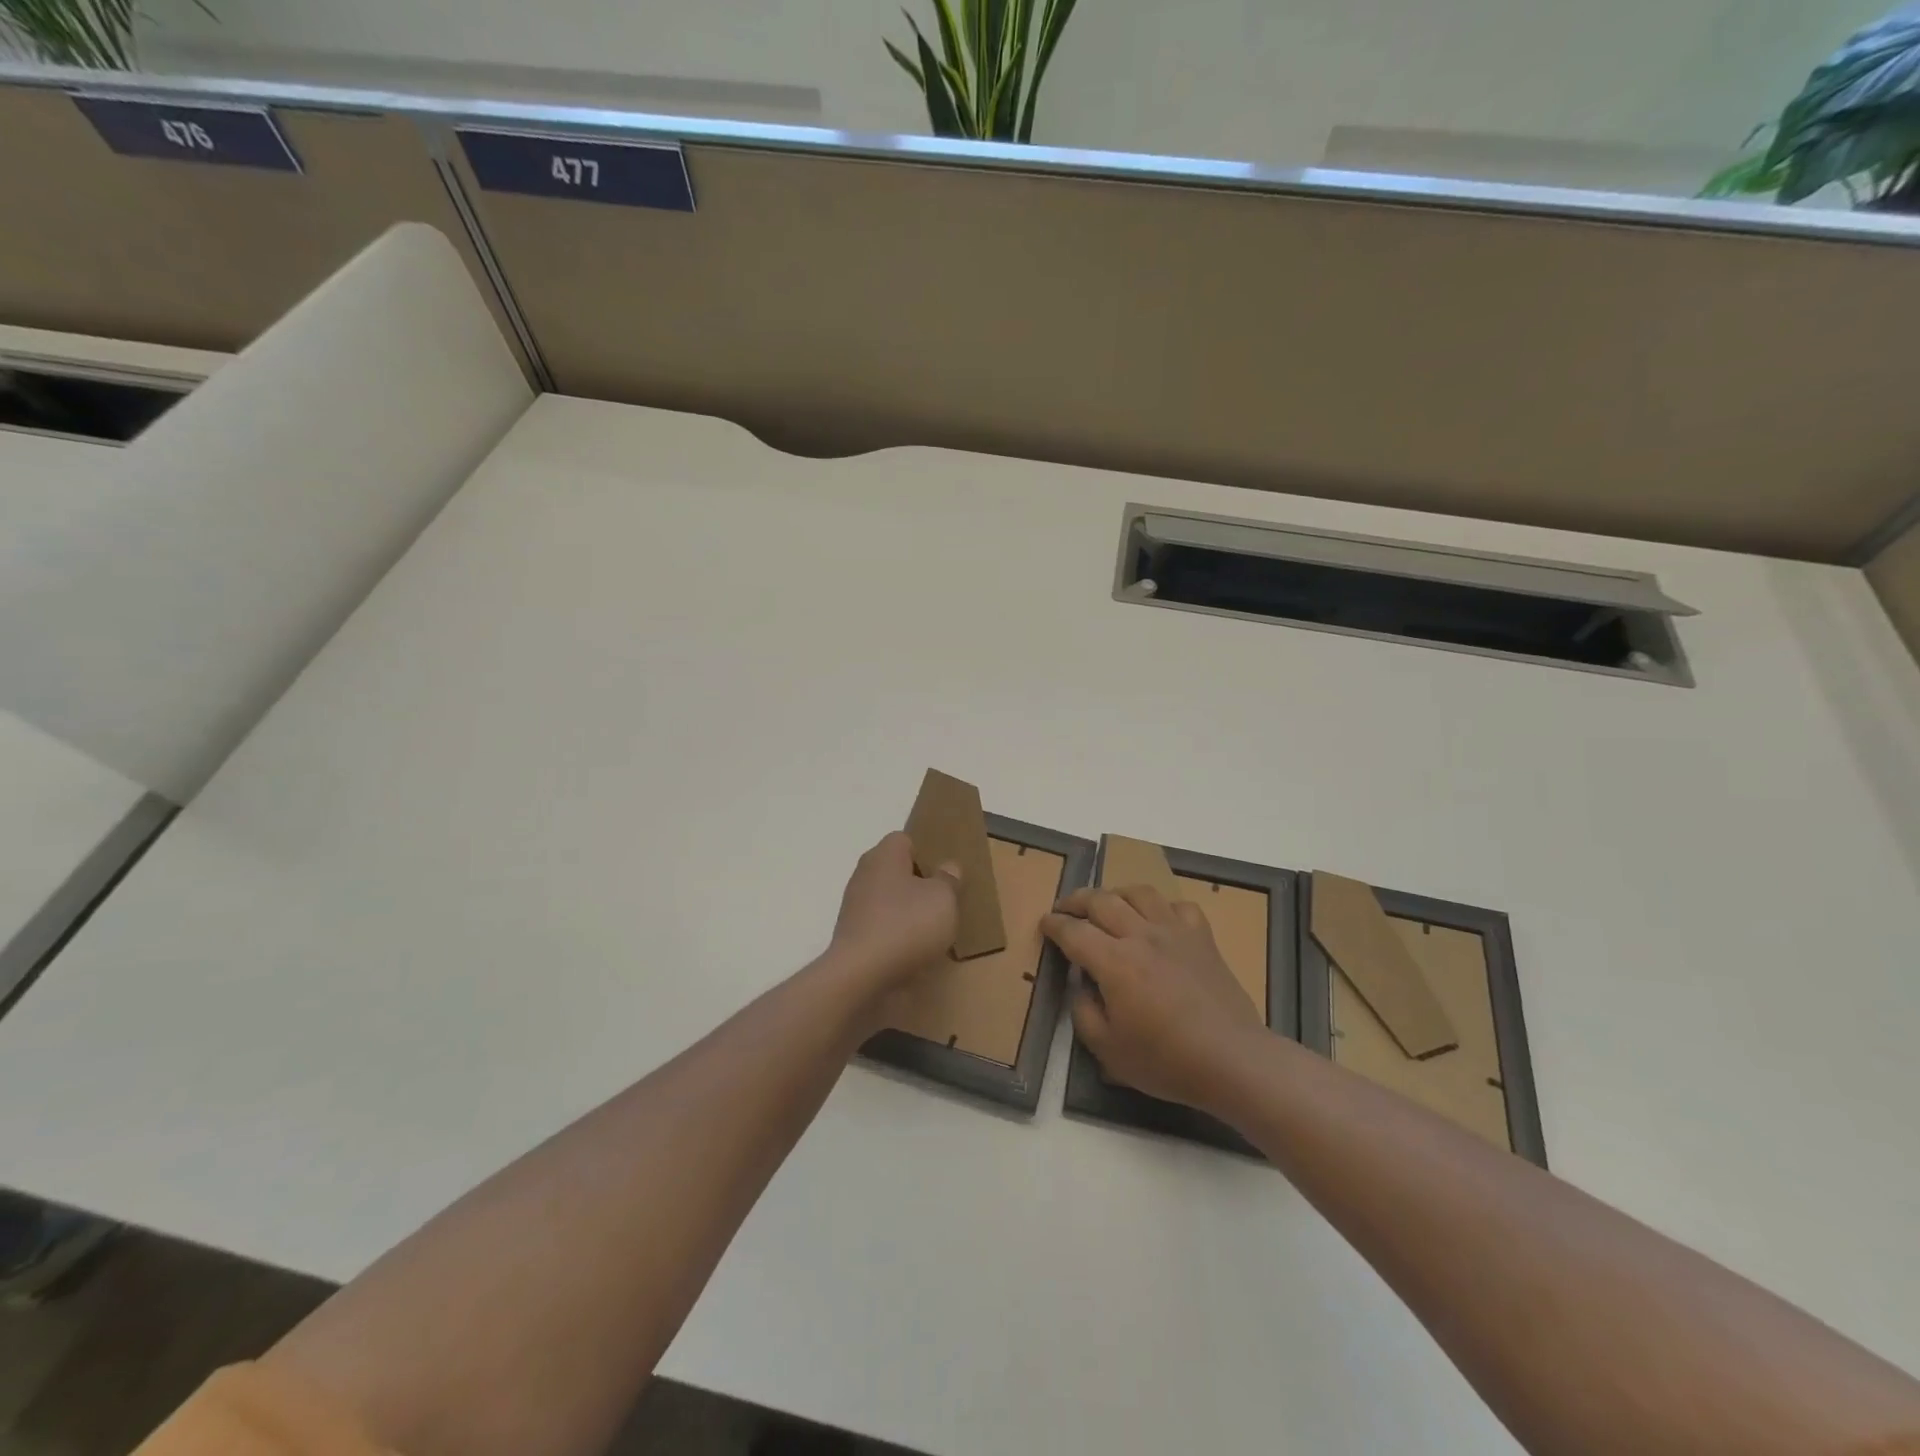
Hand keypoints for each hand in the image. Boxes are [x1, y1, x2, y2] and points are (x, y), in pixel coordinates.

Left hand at [830, 832, 960, 1001]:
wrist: (860, 976)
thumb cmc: (906, 926)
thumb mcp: (943, 899)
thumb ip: (948, 880)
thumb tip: (948, 867)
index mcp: (884, 856)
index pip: (905, 840)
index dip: (927, 852)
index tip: (945, 873)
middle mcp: (865, 875)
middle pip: (896, 870)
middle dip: (919, 883)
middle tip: (945, 899)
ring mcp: (855, 907)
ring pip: (889, 900)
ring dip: (908, 911)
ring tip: (934, 929)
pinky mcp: (853, 936)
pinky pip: (882, 926)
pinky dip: (897, 934)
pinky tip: (915, 950)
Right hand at [1042, 884, 1263, 1113]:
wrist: (1232, 1059)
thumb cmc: (1166, 1060)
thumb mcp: (1107, 1050)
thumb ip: (1083, 1012)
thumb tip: (1081, 985)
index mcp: (1114, 962)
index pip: (1073, 931)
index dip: (1054, 925)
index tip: (1044, 924)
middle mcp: (1141, 935)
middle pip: (1101, 900)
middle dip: (1076, 900)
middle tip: (1065, 908)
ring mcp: (1175, 932)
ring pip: (1139, 893)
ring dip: (1116, 894)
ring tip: (1107, 904)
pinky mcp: (1202, 938)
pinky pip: (1179, 906)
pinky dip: (1162, 907)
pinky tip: (1158, 920)